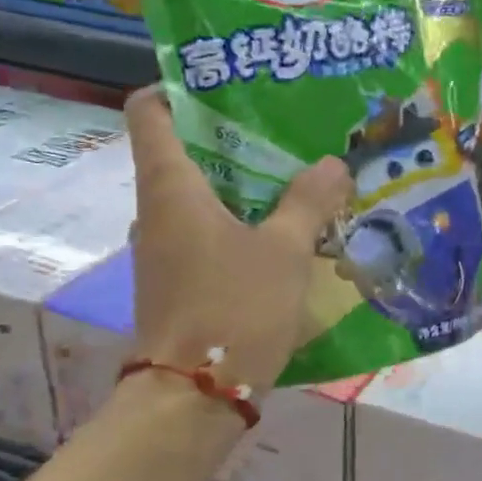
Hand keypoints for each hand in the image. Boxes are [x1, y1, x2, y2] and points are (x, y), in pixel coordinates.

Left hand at [125, 88, 352, 396]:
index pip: (149, 110)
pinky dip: (238, 221)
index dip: (179, 87)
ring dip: (240, 182)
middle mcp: (156, 210)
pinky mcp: (177, 279)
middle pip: (181, 150)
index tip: (228, 83)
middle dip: (230, 135)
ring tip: (294, 175)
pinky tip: (283, 231)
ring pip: (198, 195)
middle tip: (284, 128)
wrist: (192, 397)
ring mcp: (163, 248)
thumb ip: (309, 202)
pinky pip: (205, 231)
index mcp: (170, 187)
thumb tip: (332, 164)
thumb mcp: (285, 251)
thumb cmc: (233, 308)